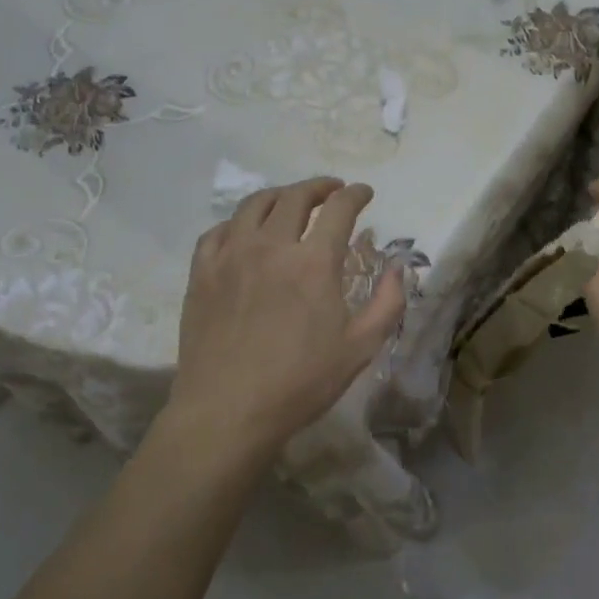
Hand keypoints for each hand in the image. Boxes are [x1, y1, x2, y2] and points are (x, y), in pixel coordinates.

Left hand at [168, 178, 406, 460]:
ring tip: (290, 202)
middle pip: (295, 197)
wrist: (227, 411)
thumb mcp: (361, 348)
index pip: (339, 209)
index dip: (355, 195)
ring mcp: (230, 256)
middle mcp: (271, 246)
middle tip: (332, 191)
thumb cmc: (300, 383)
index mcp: (314, 262)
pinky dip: (238, 222)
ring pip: (254, 205)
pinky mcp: (201, 273)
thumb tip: (397, 269)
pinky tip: (245, 232)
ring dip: (279, 195)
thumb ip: (387, 303)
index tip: (364, 193)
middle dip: (319, 187)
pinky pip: (218, 231)